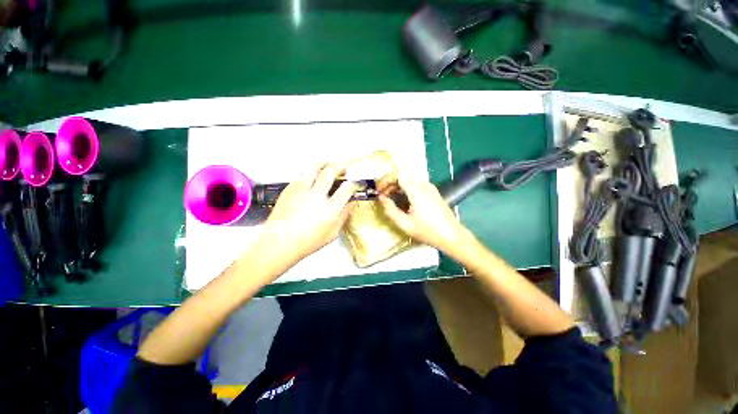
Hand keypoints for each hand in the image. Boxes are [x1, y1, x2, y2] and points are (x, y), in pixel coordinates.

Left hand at [258, 163, 356, 265]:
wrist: (278, 243)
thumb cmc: (307, 242)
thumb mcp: (332, 234)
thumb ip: (343, 217)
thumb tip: (349, 204)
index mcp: (330, 209)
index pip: (347, 188)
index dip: (354, 183)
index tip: (355, 183)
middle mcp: (317, 196)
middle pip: (331, 171)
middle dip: (340, 166)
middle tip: (343, 166)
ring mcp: (301, 190)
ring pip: (314, 167)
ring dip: (323, 163)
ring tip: (327, 164)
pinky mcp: (289, 189)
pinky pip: (301, 175)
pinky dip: (309, 173)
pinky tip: (311, 177)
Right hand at [379, 176, 468, 251]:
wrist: (452, 236)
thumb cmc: (428, 232)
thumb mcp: (405, 224)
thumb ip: (390, 210)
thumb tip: (381, 198)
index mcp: (416, 191)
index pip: (398, 174)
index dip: (385, 180)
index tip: (378, 190)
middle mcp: (423, 185)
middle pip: (402, 176)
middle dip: (390, 184)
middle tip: (382, 197)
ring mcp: (429, 187)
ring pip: (408, 181)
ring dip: (397, 187)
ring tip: (390, 200)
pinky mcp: (432, 192)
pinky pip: (415, 186)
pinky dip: (405, 190)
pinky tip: (402, 202)